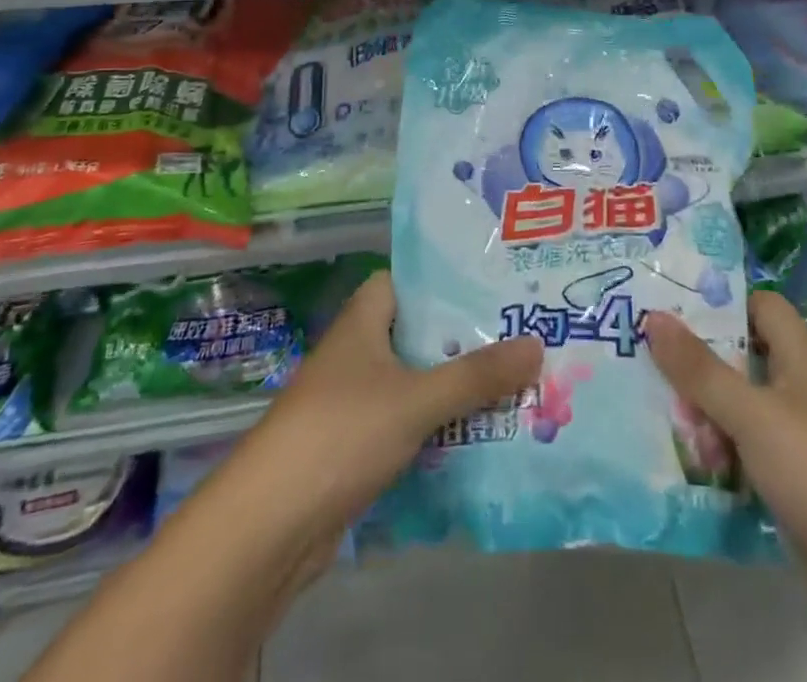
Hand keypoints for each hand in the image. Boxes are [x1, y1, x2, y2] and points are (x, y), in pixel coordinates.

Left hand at [252, 268, 544, 530]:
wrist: (268, 528)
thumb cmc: (340, 435)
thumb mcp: (416, 399)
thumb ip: (477, 374)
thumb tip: (537, 344)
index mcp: (363, 320)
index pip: (407, 280)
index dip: (446, 279)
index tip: (494, 283)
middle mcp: (358, 352)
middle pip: (419, 332)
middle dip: (465, 337)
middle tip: (521, 334)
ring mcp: (356, 401)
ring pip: (417, 380)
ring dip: (457, 385)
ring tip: (516, 380)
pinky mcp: (358, 446)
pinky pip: (409, 422)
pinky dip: (439, 425)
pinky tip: (481, 433)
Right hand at [644, 291, 806, 631]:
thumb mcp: (752, 415)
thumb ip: (701, 369)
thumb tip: (653, 316)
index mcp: (801, 359)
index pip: (761, 306)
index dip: (722, 301)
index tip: (672, 307)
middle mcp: (800, 392)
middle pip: (743, 358)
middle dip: (698, 362)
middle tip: (645, 360)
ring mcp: (798, 441)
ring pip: (739, 409)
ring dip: (703, 413)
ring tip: (652, 413)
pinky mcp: (792, 485)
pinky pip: (745, 454)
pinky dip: (718, 455)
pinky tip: (681, 462)